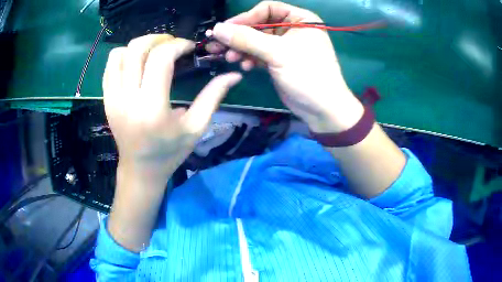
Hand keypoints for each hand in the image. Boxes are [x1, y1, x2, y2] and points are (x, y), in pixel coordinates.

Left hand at [103, 34, 241, 178]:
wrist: (140, 169)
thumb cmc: (170, 152)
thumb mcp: (196, 127)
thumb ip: (213, 97)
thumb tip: (234, 75)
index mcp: (152, 109)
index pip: (161, 59)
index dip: (178, 45)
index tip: (189, 47)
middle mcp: (127, 100)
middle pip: (137, 49)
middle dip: (158, 39)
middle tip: (172, 45)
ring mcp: (113, 99)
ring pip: (119, 54)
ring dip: (139, 45)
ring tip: (154, 51)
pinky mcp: (106, 100)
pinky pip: (110, 66)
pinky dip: (124, 56)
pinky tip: (137, 63)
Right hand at [208, 1, 363, 132]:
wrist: (322, 109)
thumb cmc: (307, 75)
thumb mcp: (277, 53)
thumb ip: (246, 39)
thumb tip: (218, 29)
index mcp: (300, 19)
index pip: (267, 9)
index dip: (246, 17)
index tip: (226, 29)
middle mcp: (292, 28)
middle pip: (259, 25)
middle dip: (239, 36)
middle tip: (218, 46)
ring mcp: (285, 45)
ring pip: (257, 40)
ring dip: (241, 48)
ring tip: (230, 58)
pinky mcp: (279, 60)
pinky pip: (259, 53)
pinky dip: (250, 58)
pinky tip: (244, 66)